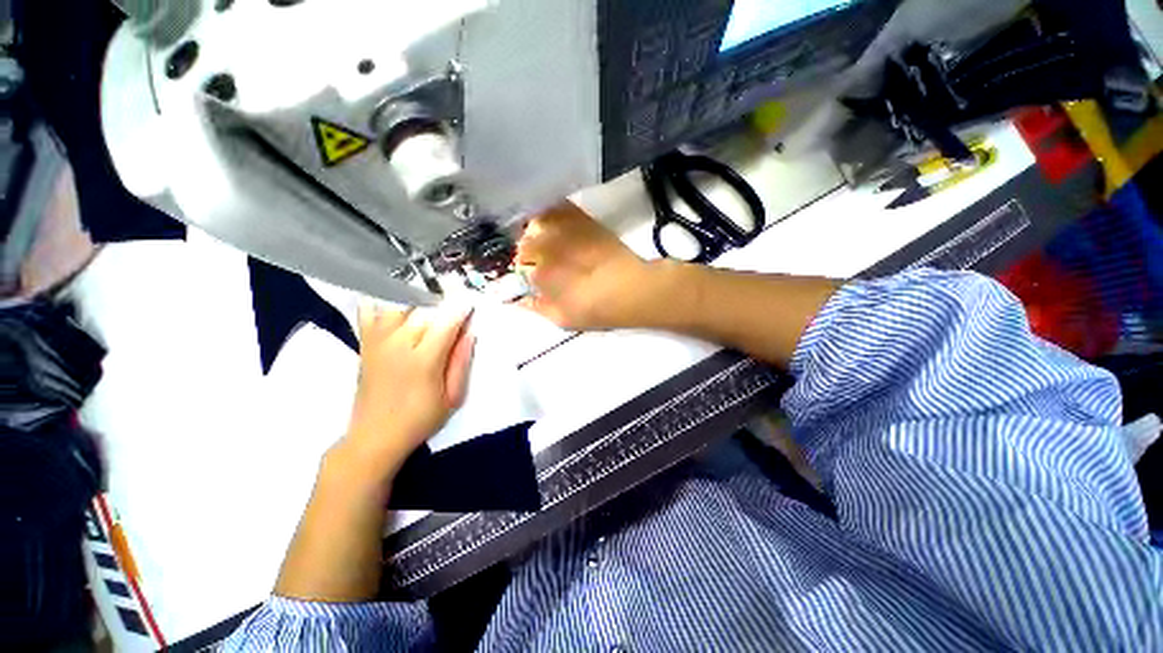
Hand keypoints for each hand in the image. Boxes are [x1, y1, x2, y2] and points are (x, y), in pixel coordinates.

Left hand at [339, 305, 474, 477]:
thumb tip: (469, 334)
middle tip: (454, 304)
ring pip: (397, 305)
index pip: (445, 323)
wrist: (375, 436)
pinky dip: (381, 301)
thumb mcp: (452, 397)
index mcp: (423, 361)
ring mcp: (378, 342)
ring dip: (416, 300)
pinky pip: (369, 312)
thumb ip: (461, 363)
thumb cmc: (420, 419)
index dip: (460, 309)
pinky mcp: (365, 344)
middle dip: (441, 303)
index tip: (471, 302)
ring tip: (429, 303)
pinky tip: (394, 300)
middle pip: (422, 310)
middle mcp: (398, 345)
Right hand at [517, 202, 674, 329]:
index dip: (526, 269)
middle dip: (529, 249)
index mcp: (538, 273)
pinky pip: (557, 207)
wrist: (630, 289)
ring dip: (537, 229)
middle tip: (541, 257)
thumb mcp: (562, 319)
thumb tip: (516, 301)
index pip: (520, 265)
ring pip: (537, 221)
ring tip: (548, 238)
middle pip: (525, 241)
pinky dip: (552, 212)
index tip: (532, 272)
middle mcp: (545, 247)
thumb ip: (535, 308)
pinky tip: (559, 223)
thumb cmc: (595, 309)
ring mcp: (563, 229)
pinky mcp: (581, 218)